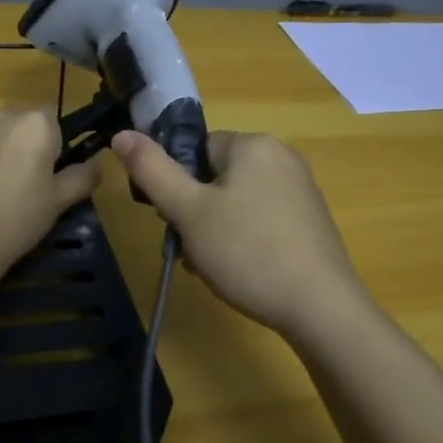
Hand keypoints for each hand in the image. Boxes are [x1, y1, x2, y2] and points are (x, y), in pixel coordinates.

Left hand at [0, 108, 101, 277]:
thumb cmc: (17, 219)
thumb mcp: (60, 202)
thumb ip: (83, 176)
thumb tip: (96, 163)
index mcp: (37, 124)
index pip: (51, 121)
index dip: (49, 146)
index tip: (42, 174)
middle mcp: (2, 113)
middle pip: (18, 120)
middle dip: (19, 141)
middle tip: (15, 181)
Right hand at [110, 129, 368, 341]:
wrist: (321, 308)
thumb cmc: (247, 252)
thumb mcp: (189, 212)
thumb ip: (152, 170)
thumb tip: (121, 134)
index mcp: (253, 144)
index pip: (195, 149)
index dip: (176, 185)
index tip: (174, 221)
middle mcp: (282, 157)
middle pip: (215, 177)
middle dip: (195, 213)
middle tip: (191, 251)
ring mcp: (301, 190)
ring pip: (236, 202)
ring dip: (215, 231)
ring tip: (213, 267)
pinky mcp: (311, 220)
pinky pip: (262, 219)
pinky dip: (244, 240)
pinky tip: (241, 272)